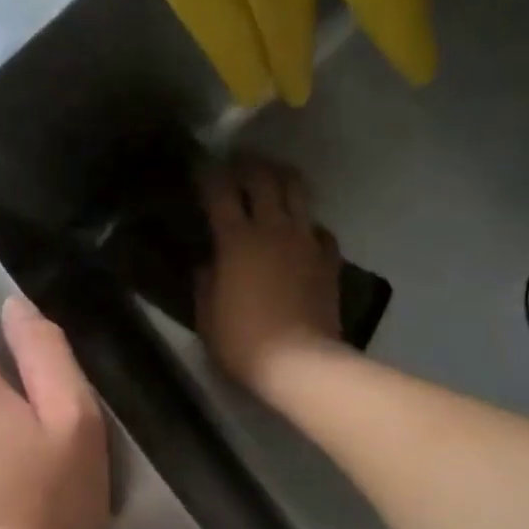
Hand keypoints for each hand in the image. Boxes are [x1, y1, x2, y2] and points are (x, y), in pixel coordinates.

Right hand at [197, 159, 343, 391]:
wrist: (299, 362)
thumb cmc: (242, 341)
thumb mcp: (207, 315)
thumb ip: (204, 282)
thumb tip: (206, 263)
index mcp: (236, 240)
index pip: (220, 192)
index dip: (208, 174)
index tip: (200, 166)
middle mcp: (273, 228)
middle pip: (264, 178)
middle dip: (249, 166)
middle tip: (237, 166)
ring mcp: (306, 240)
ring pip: (298, 191)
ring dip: (282, 180)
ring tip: (272, 181)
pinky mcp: (328, 258)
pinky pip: (319, 228)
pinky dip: (307, 224)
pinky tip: (300, 233)